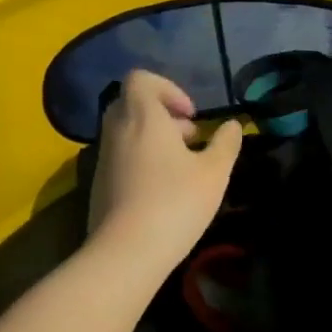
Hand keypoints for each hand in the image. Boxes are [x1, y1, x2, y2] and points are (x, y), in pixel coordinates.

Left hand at [88, 70, 241, 268]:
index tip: (191, 116)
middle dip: (164, 116)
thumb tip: (233, 125)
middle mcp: (117, 130)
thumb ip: (226, 144)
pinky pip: (120, 157)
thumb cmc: (175, 203)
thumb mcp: (214, 173)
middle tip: (190, 140)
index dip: (169, 89)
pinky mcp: (98, 183)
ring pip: (126, 132)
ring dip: (153, 140)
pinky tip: (162, 191)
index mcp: (143, 117)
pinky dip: (141, 161)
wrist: (126, 252)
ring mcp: (103, 157)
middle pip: (133, 104)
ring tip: (181, 169)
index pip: (142, 79)